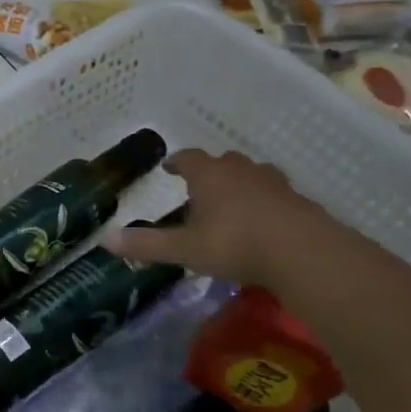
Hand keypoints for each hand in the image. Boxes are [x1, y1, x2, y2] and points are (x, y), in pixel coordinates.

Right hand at [107, 148, 331, 287]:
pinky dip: (267, 203)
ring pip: (254, 174)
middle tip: (202, 187)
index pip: (189, 158)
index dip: (177, 162)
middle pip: (224, 161)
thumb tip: (105, 239)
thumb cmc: (236, 244)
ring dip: (242, 183)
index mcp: (210, 175)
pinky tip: (265, 223)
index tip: (170, 167)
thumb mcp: (185, 249)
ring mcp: (275, 184)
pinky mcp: (300, 202)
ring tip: (235, 201)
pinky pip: (277, 195)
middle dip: (211, 171)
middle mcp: (241, 171)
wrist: (305, 253)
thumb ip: (147, 244)